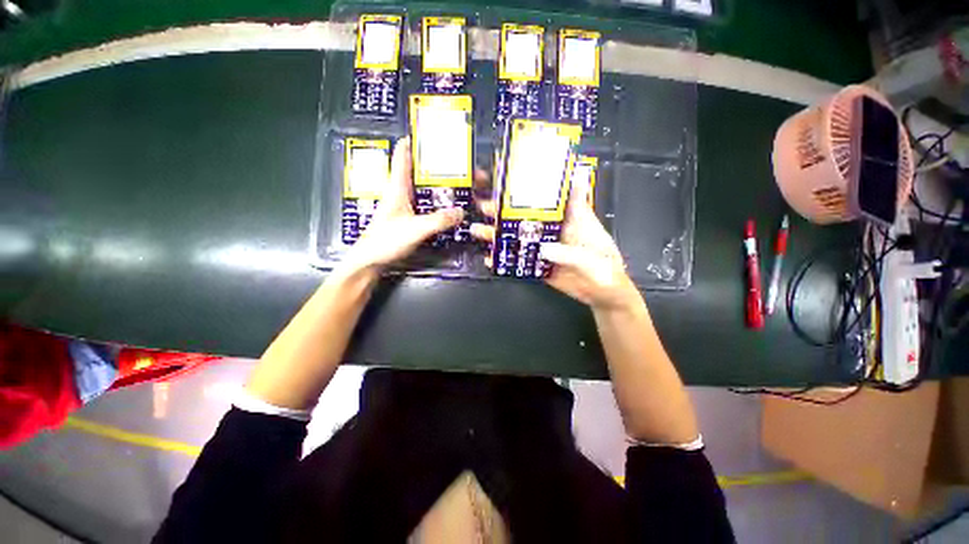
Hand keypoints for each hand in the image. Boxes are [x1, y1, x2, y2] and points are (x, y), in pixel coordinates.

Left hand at [344, 138, 463, 270]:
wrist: (370, 262)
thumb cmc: (386, 241)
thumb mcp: (415, 229)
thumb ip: (439, 220)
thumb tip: (462, 211)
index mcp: (398, 187)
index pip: (403, 156)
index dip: (414, 142)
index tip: (430, 132)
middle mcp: (401, 193)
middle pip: (418, 172)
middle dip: (436, 165)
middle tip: (457, 161)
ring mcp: (404, 207)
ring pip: (423, 189)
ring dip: (438, 185)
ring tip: (458, 181)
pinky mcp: (408, 219)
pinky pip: (426, 205)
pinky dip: (437, 202)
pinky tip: (449, 206)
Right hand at [470, 178, 636, 310]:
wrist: (603, 294)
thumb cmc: (605, 269)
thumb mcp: (593, 257)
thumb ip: (570, 252)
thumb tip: (544, 248)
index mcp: (570, 218)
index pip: (551, 194)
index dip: (534, 182)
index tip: (513, 175)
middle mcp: (553, 229)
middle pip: (526, 214)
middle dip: (504, 209)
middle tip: (483, 205)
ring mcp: (543, 247)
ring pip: (518, 236)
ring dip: (498, 233)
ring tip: (478, 230)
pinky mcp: (538, 264)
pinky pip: (518, 259)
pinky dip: (504, 259)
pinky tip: (489, 258)